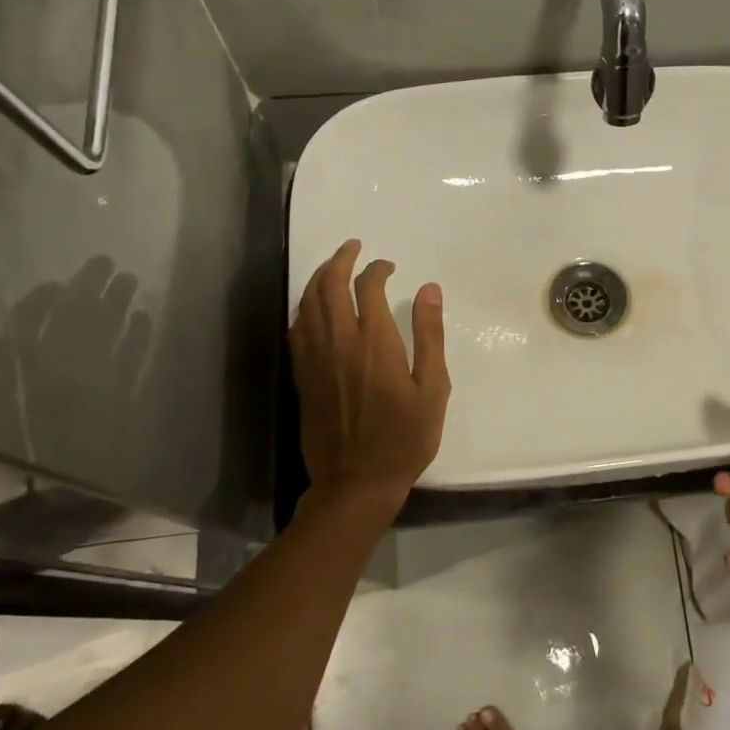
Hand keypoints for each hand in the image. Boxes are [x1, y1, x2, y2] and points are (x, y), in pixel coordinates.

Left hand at [291, 240, 450, 510]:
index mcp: (374, 343)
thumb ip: (429, 335)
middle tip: (353, 247)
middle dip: (340, 260)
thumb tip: (429, 289)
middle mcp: (339, 342)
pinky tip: (312, 307)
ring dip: (318, 278)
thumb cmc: (404, 438)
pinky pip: (297, 329)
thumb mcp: (432, 388)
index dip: (377, 269)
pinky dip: (304, 307)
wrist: (357, 482)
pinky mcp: (302, 376)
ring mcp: (315, 359)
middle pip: (329, 286)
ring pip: (308, 304)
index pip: (368, 287)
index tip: (389, 266)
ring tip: (332, 266)